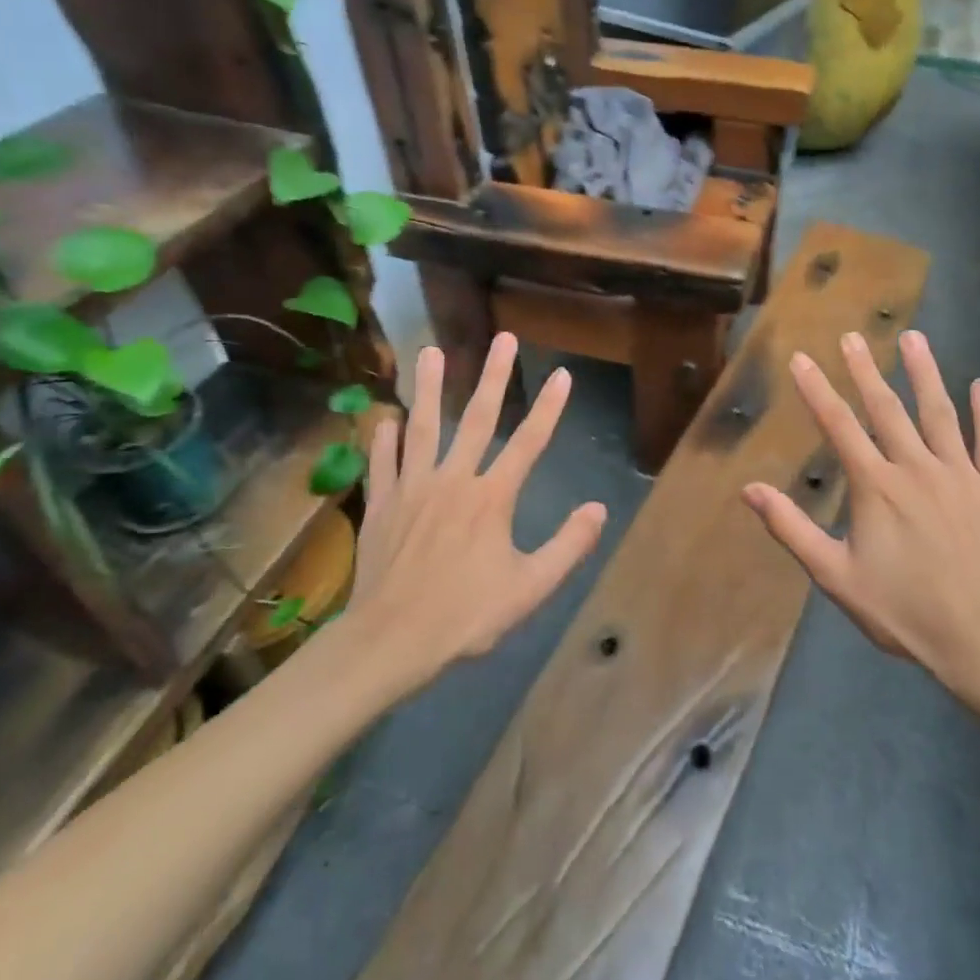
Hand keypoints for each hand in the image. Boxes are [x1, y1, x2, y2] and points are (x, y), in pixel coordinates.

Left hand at [330, 333, 607, 696]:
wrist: (390, 641)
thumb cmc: (465, 616)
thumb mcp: (530, 588)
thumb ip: (568, 546)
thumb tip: (598, 509)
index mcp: (491, 498)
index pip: (529, 443)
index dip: (549, 408)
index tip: (562, 375)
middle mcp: (453, 481)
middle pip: (476, 419)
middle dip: (492, 376)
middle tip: (502, 339)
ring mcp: (412, 490)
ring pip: (421, 428)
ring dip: (427, 388)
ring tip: (429, 351)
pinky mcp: (382, 506)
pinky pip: (383, 463)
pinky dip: (383, 440)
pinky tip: (384, 419)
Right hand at [742, 330, 979, 698]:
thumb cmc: (904, 610)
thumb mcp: (836, 576)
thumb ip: (792, 529)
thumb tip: (750, 490)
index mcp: (876, 487)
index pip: (839, 426)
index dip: (816, 390)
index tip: (802, 358)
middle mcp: (917, 468)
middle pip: (887, 409)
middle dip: (866, 370)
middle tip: (853, 336)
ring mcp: (961, 475)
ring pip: (940, 413)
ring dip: (926, 373)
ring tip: (914, 337)